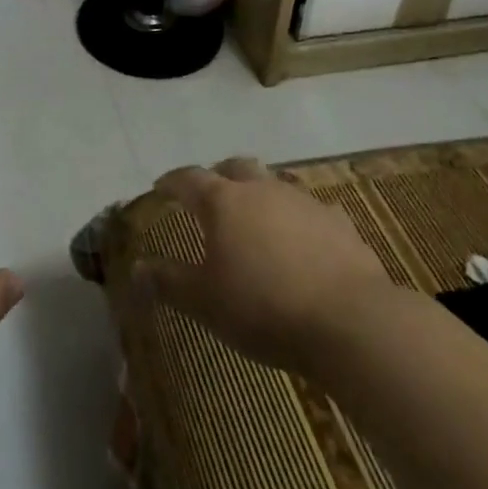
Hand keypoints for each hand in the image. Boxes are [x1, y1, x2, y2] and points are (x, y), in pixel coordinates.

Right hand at [133, 157, 394, 372]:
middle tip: (210, 195)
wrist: (350, 321)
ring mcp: (303, 202)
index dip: (172, 181)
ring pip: (274, 185)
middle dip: (219, 176)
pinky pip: (309, 211)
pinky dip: (296, 220)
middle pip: (235, 167)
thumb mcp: (204, 302)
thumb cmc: (263, 307)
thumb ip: (168, 281)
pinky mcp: (338, 223)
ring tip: (255, 221)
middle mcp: (262, 190)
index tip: (161, 187)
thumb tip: (137, 268)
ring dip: (259, 196)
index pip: (189, 179)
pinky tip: (300, 244)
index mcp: (223, 202)